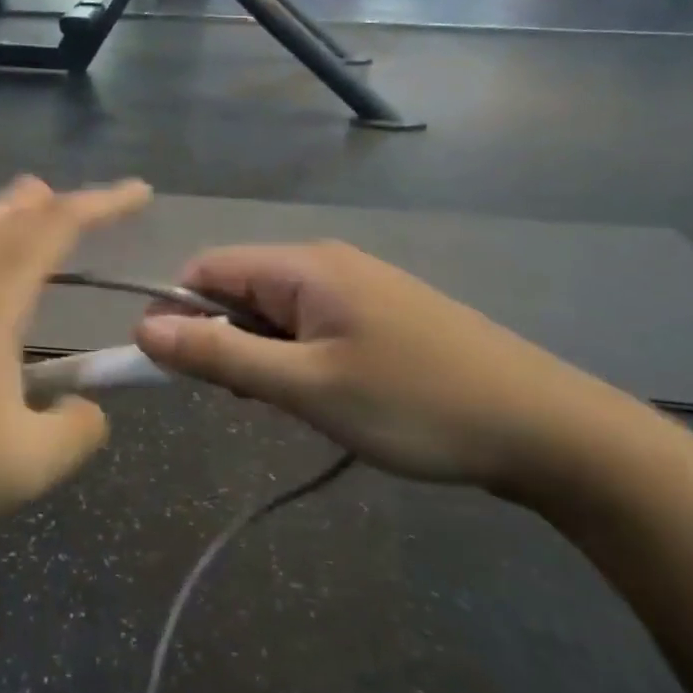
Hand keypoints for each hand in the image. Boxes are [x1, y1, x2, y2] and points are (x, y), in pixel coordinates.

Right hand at [134, 242, 631, 490]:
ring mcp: (357, 288)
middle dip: (220, 339)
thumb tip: (145, 328)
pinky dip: (293, 359)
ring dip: (258, 354)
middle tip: (242, 399)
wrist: (547, 429)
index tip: (169, 369)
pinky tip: (319, 397)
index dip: (174, 312)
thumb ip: (221, 354)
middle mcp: (324, 263)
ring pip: (272, 312)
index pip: (205, 269)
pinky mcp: (378, 315)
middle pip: (237, 288)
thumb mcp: (308, 386)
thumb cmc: (416, 404)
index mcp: (302, 266)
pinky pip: (309, 326)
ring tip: (286, 405)